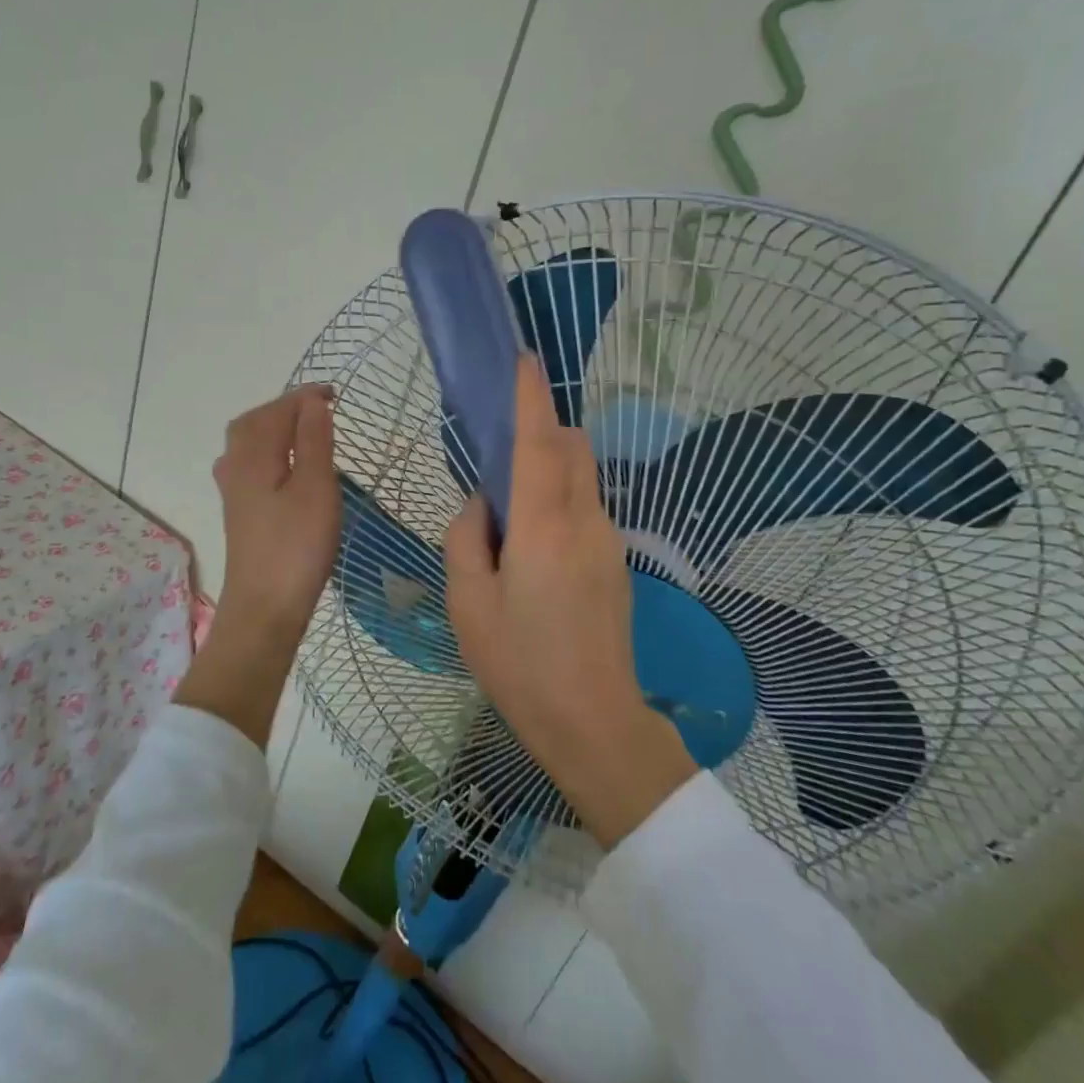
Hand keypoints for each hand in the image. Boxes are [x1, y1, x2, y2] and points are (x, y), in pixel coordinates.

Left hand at [175, 385, 339, 748]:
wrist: (264, 608)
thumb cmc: (296, 546)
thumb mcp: (316, 487)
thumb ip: (314, 440)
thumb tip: (312, 401)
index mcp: (253, 454)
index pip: (278, 409)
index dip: (306, 397)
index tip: (336, 394)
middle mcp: (235, 465)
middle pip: (255, 421)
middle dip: (286, 408)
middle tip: (320, 409)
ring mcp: (233, 490)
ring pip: (249, 443)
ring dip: (276, 428)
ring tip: (307, 431)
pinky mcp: (240, 510)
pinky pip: (251, 463)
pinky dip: (271, 451)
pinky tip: (287, 466)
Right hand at [444, 357, 694, 846]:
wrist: (593, 722)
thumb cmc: (520, 663)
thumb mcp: (468, 603)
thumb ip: (466, 538)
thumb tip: (482, 505)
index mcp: (542, 525)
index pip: (538, 441)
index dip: (531, 397)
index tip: (525, 360)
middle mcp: (583, 520)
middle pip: (572, 448)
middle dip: (544, 428)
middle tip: (502, 450)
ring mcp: (609, 540)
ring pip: (581, 478)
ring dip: (550, 470)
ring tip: (511, 516)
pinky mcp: (617, 562)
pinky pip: (585, 510)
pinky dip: (560, 501)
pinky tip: (534, 551)